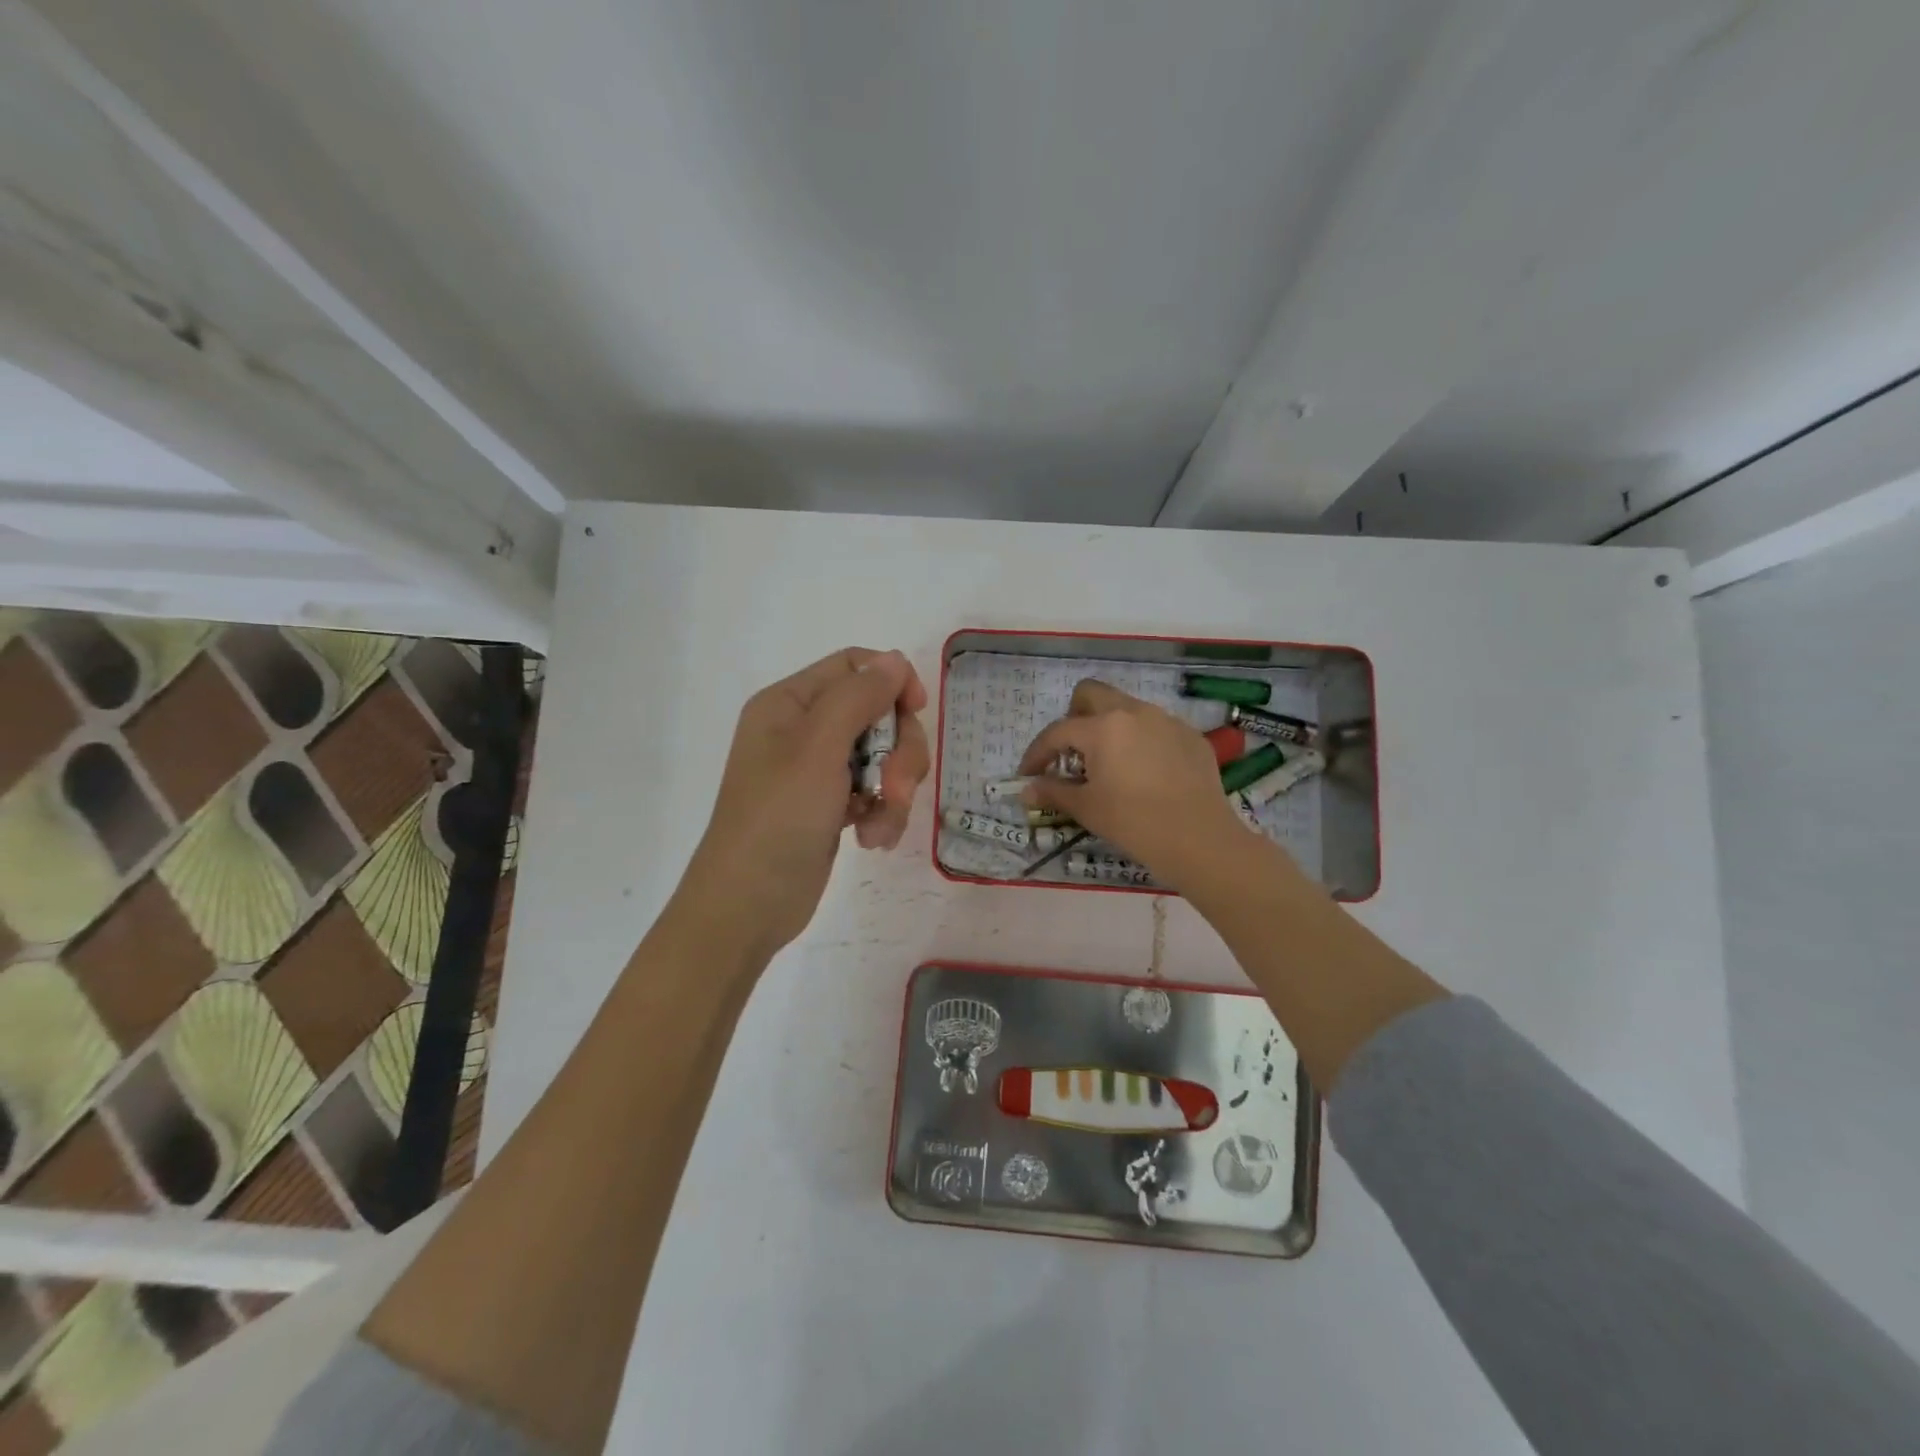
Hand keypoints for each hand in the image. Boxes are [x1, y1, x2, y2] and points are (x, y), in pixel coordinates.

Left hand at [678, 648, 929, 962]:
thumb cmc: (778, 818)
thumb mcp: (818, 748)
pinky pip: (875, 792)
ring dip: (894, 790)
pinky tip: (871, 840)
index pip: (854, 666)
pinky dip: (882, 813)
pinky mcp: (831, 805)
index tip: (917, 711)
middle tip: (897, 787)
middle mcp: (804, 729)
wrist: (748, 906)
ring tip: (880, 826)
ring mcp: (818, 770)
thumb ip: (858, 697)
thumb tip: (894, 659)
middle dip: (898, 751)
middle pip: (877, 714)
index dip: (891, 681)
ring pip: (883, 756)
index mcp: (790, 703)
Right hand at [1019, 679, 1247, 892]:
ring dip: (1109, 727)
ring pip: (1127, 708)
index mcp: (1103, 727)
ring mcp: (1166, 720)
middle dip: (1073, 716)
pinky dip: (1141, 742)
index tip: (1028, 774)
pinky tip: (1146, 774)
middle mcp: (1134, 712)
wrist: (1199, 840)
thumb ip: (1053, 792)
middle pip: (1092, 694)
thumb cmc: (1133, 822)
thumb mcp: (1087, 808)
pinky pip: (1156, 727)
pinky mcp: (1191, 736)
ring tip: (1110, 764)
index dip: (1037, 753)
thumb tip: (1027, 789)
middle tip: (1071, 752)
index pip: (1058, 731)